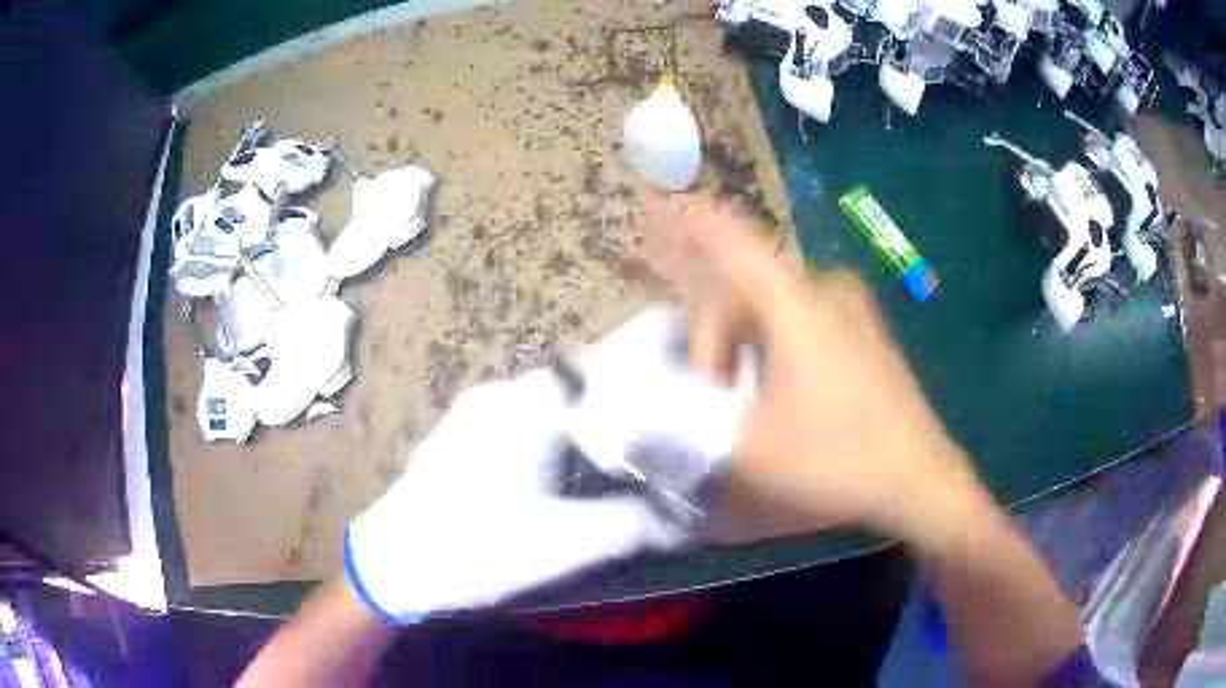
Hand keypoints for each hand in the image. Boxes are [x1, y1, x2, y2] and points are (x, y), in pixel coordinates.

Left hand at [344, 306, 746, 622]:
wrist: (394, 564)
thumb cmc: (478, 548)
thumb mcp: (565, 545)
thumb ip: (632, 525)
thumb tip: (682, 520)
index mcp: (529, 408)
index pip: (604, 368)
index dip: (643, 380)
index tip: (669, 408)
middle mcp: (499, 394)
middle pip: (574, 386)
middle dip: (610, 411)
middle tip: (634, 452)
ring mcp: (470, 411)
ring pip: (541, 404)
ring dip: (571, 428)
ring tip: (591, 471)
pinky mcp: (453, 433)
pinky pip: (512, 421)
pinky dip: (539, 438)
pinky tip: (538, 482)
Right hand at [630, 195, 991, 550]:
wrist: (920, 480)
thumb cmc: (837, 459)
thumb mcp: (749, 448)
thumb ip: (689, 421)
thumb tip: (652, 404)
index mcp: (796, 307)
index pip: (734, 243)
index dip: (693, 222)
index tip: (661, 208)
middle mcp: (826, 292)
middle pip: (746, 291)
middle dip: (717, 342)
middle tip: (715, 401)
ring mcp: (853, 310)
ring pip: (774, 307)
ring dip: (746, 346)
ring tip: (748, 401)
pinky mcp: (869, 332)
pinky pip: (805, 318)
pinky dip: (777, 344)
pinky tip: (785, 390)